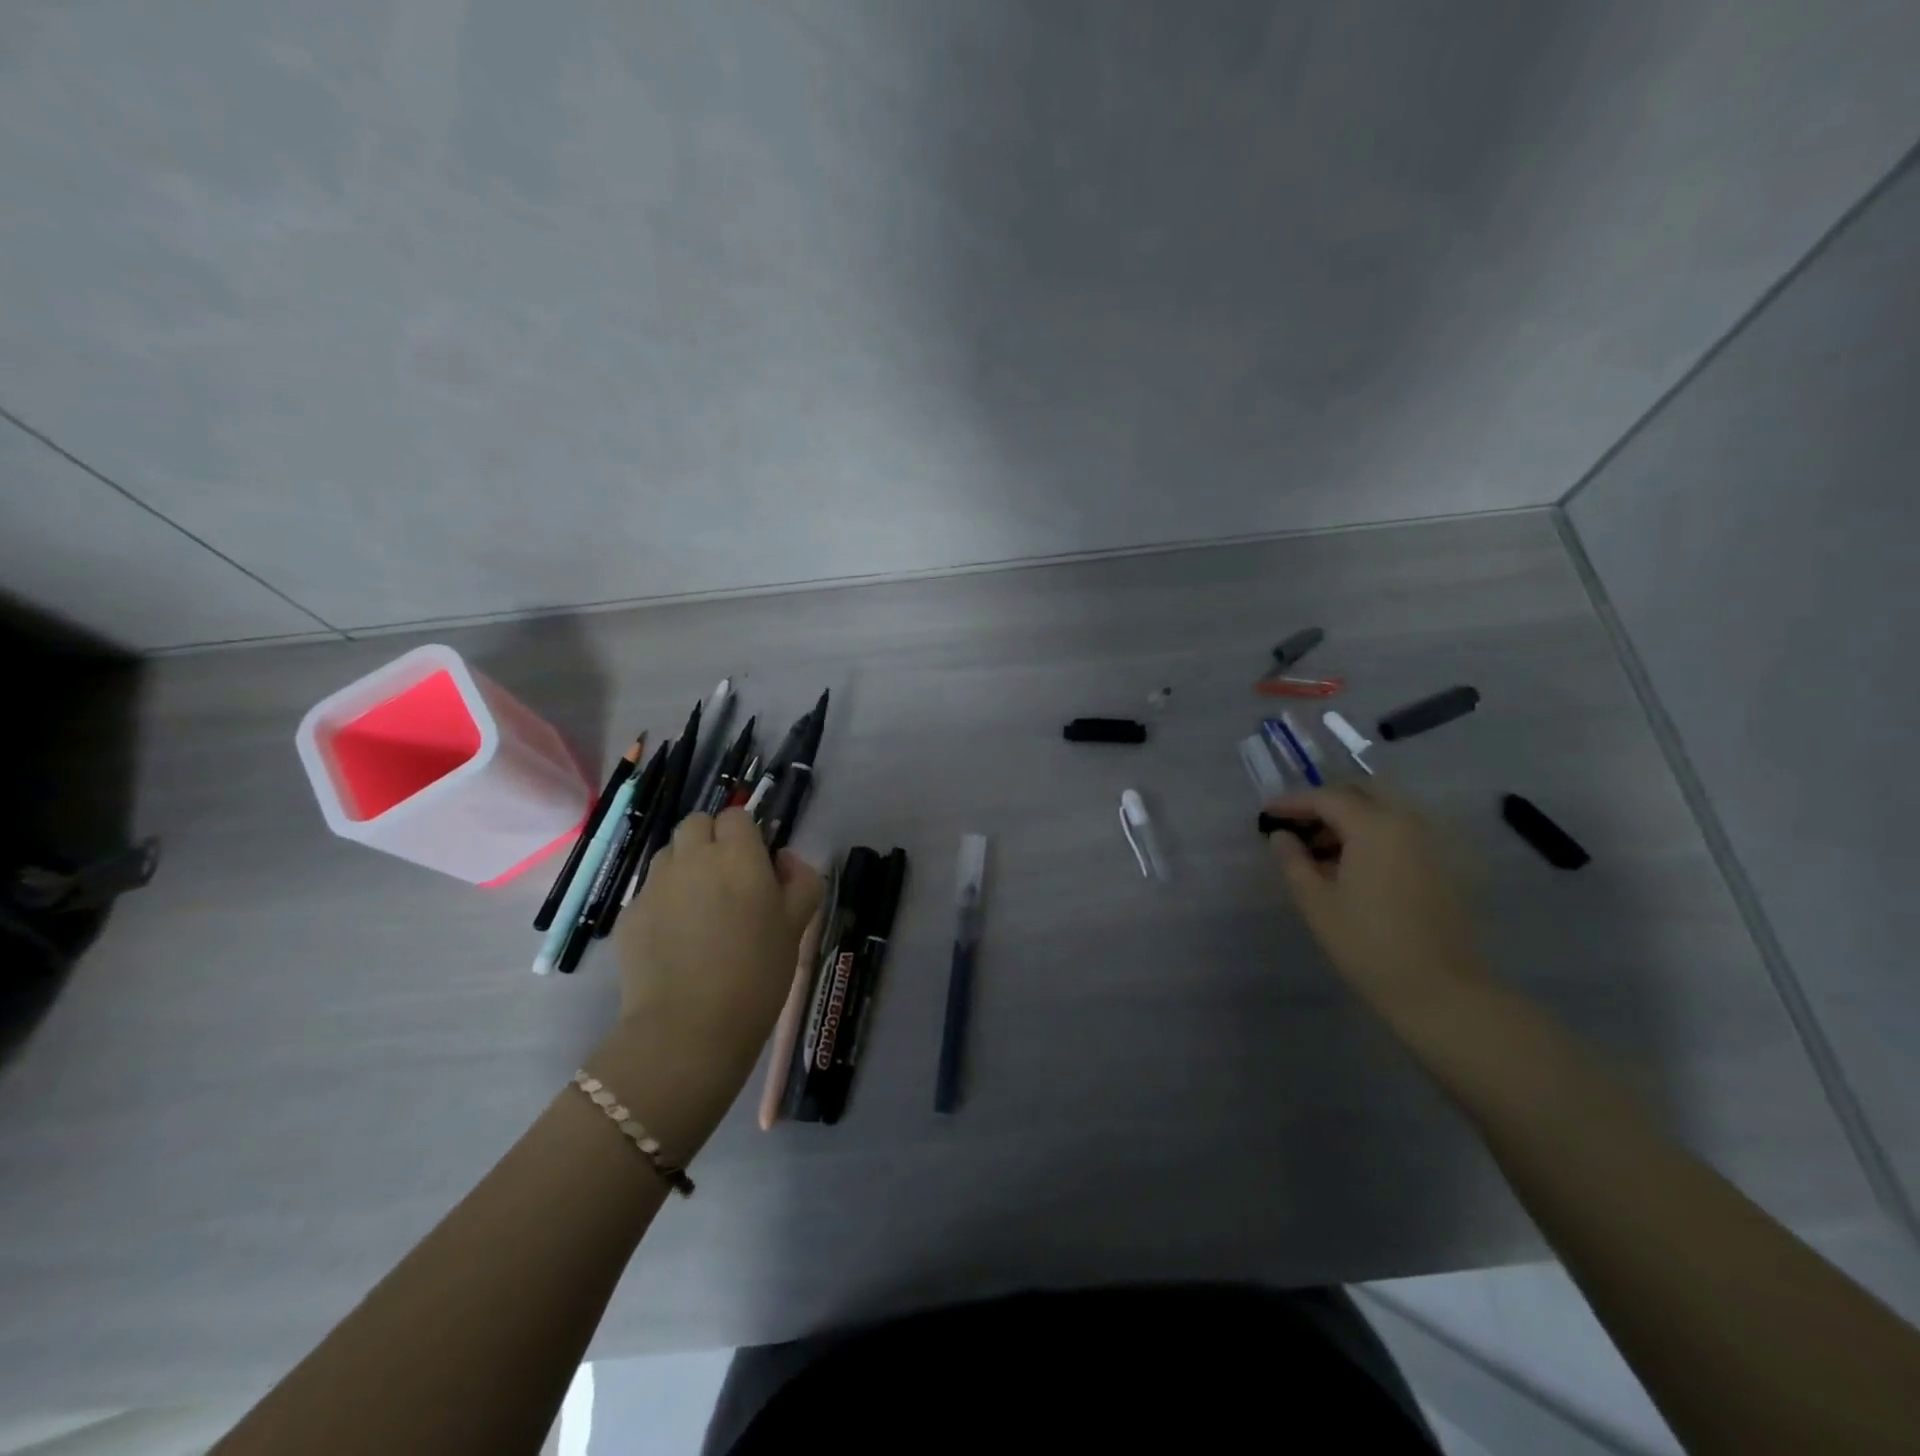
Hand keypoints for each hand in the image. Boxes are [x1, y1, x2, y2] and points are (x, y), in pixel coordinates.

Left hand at [595, 810, 822, 1152]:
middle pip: (697, 823)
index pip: (736, 815)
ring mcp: (655, 885)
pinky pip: (650, 892)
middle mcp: (692, 858)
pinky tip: (675, 940)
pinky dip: (663, 903)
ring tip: (699, 909)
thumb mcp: (798, 925)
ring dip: (685, 867)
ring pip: (669, 855)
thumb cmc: (757, 973)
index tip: (756, 863)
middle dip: (711, 840)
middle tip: (727, 880)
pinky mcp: (629, 914)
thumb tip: (783, 859)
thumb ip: (801, 880)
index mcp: (738, 854)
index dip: (746, 834)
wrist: (689, 1028)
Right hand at [1266, 784, 1484, 1021]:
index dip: (1292, 803)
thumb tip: (1281, 836)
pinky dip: (1371, 835)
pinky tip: (1350, 866)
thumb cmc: (1368, 944)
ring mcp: (1431, 843)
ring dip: (1349, 819)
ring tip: (1317, 850)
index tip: (1266, 814)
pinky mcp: (1442, 866)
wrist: (1440, 990)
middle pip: (1361, 793)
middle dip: (1325, 803)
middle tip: (1295, 825)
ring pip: (1383, 812)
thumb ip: (1293, 861)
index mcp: (1375, 826)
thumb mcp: (1316, 902)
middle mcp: (1408, 823)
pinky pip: (1400, 833)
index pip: (1326, 798)